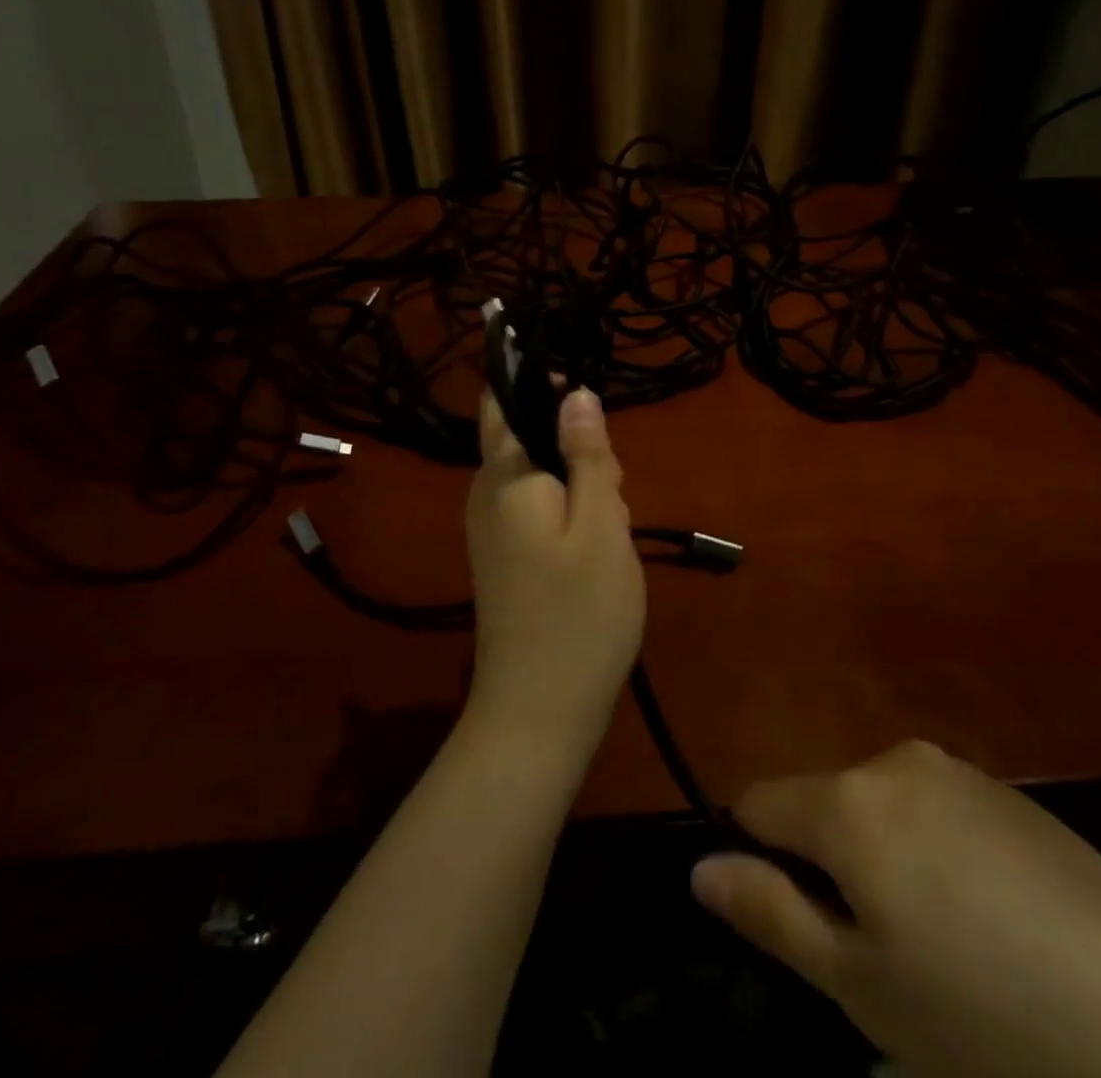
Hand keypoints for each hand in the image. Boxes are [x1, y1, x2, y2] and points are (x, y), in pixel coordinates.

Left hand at [464, 388, 644, 749]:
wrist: (538, 712)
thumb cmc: (579, 614)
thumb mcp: (601, 525)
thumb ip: (588, 455)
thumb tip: (575, 392)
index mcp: (505, 477)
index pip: (504, 401)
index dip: (543, 387)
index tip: (592, 415)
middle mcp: (486, 495)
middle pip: (528, 438)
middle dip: (576, 448)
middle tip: (614, 494)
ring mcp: (491, 530)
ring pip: (540, 476)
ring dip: (581, 486)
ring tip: (611, 530)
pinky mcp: (504, 558)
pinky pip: (537, 510)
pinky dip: (571, 514)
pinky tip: (596, 552)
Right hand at [691, 741, 1100, 1077]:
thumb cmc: (988, 1022)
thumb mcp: (864, 990)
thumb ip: (771, 914)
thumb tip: (699, 869)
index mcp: (849, 800)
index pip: (759, 802)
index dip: (754, 854)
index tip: (784, 916)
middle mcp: (897, 761)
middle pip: (825, 803)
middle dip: (828, 864)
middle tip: (877, 957)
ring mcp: (962, 772)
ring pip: (883, 808)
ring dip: (884, 860)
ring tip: (942, 948)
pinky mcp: (1015, 795)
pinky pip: (939, 812)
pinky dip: (937, 856)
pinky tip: (994, 927)